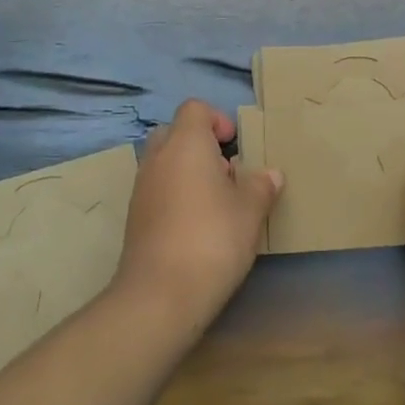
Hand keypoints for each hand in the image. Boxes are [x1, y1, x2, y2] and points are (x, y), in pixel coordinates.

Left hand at [113, 99, 282, 328]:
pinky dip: (174, 196)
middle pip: (175, 132)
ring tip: (215, 203)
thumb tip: (270, 174)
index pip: (194, 108)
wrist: (160, 295)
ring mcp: (141, 188)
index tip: (235, 147)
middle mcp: (158, 158)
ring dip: (187, 172)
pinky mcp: (134, 218)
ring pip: (164, 163)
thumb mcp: (250, 210)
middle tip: (226, 172)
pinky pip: (156, 190)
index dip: (217, 120)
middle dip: (200, 146)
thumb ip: (261, 185)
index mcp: (185, 143)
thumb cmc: (212, 238)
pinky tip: (196, 227)